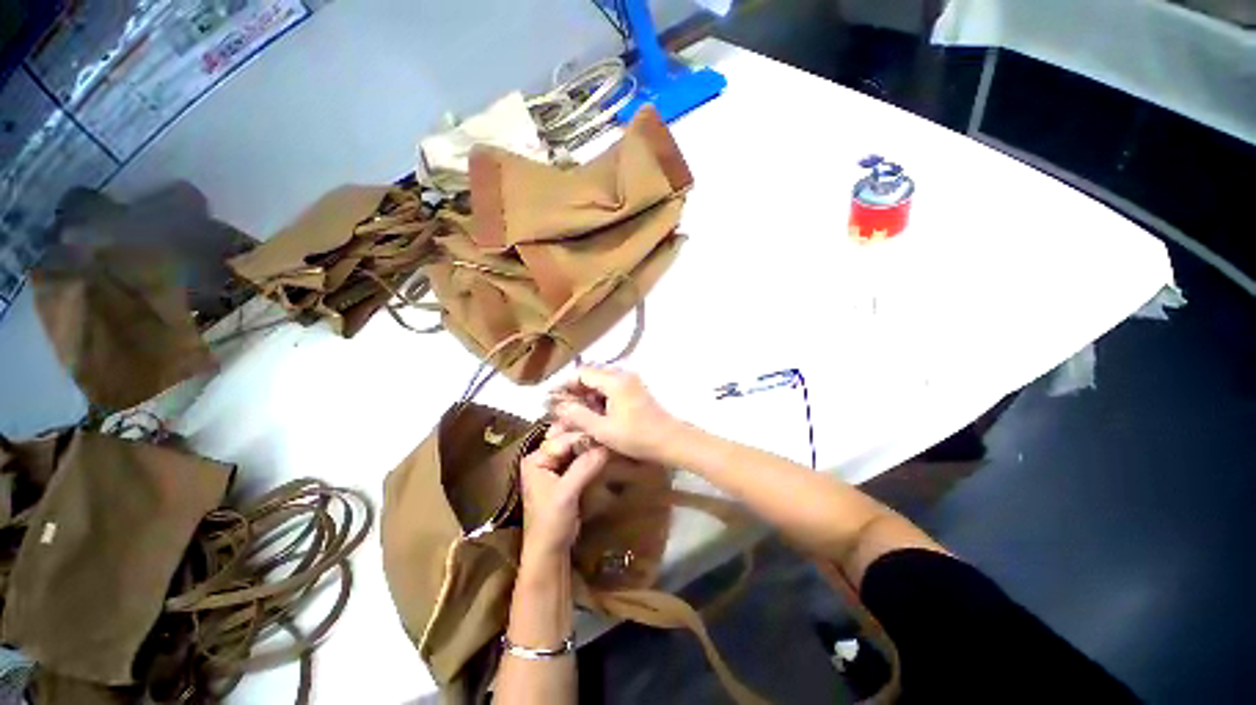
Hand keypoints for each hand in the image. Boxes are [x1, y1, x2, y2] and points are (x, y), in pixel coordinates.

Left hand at [519, 430, 609, 556]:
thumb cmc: (551, 523)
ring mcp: (553, 467)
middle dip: (587, 439)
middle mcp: (542, 458)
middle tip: (609, 435)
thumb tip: (606, 445)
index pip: (562, 439)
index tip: (605, 435)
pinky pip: (578, 460)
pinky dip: (590, 456)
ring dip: (590, 446)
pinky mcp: (564, 477)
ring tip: (609, 441)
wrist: (549, 552)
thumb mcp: (567, 493)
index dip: (584, 436)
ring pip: (575, 449)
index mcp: (535, 459)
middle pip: (568, 441)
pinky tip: (604, 453)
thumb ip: (584, 467)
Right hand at [547, 367, 682, 463]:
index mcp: (614, 380)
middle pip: (590, 376)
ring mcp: (630, 381)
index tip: (552, 401)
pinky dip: (598, 399)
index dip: (564, 385)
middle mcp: (622, 374)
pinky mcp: (634, 389)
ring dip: (586, 396)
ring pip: (599, 383)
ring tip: (575, 416)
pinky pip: (610, 388)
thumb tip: (558, 405)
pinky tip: (593, 415)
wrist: (671, 440)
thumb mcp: (603, 430)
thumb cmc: (637, 437)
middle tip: (562, 411)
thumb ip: (578, 416)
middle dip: (574, 392)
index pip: (581, 372)